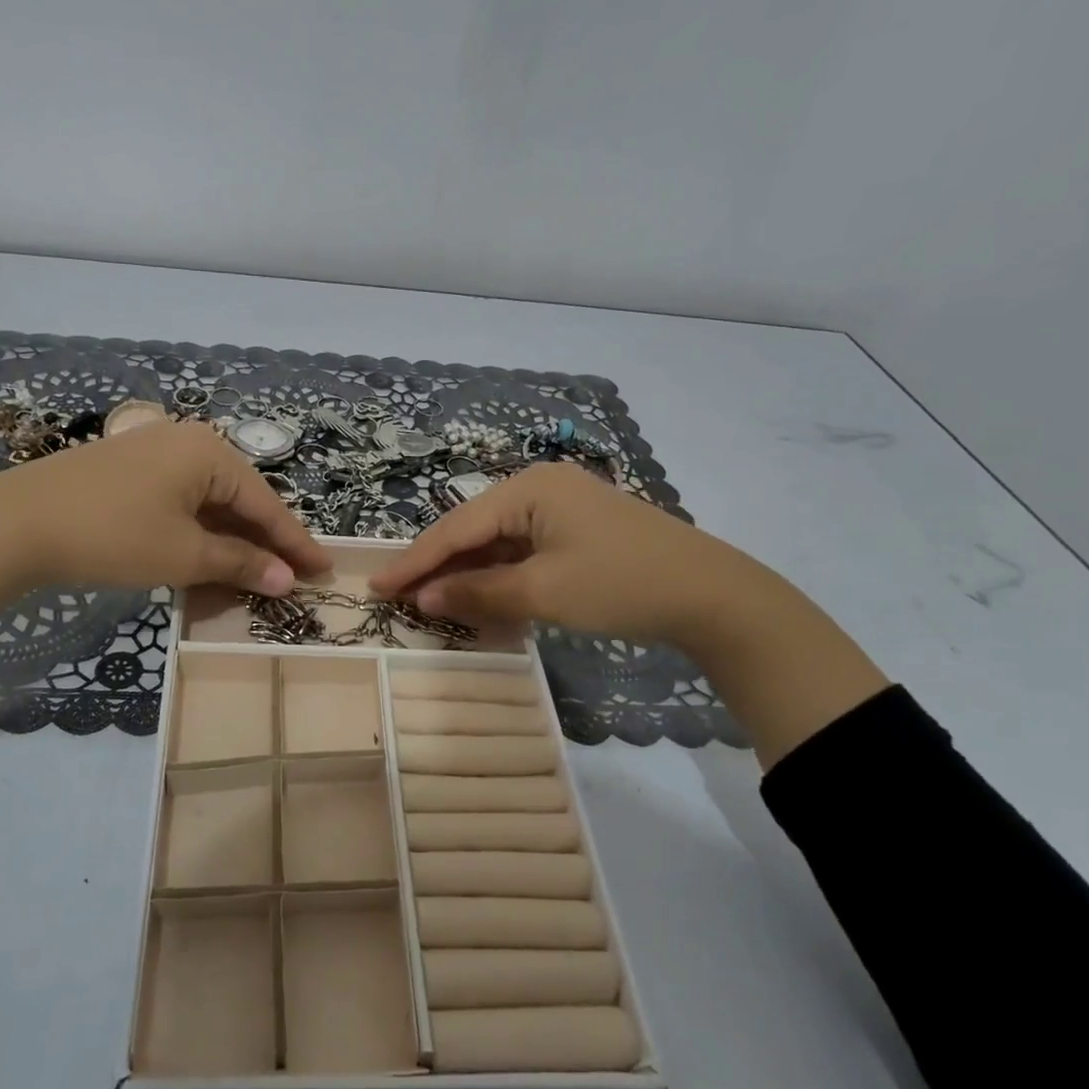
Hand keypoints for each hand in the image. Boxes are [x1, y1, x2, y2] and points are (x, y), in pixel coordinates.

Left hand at [0, 420, 330, 594]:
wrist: (15, 523)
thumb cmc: (112, 535)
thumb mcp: (183, 555)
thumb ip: (240, 564)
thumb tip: (287, 579)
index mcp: (209, 452)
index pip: (266, 504)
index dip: (296, 542)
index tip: (326, 569)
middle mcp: (187, 441)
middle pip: (240, 498)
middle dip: (265, 541)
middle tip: (293, 575)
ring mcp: (154, 452)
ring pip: (209, 501)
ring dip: (231, 539)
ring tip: (256, 573)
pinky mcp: (129, 468)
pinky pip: (181, 500)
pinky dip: (198, 530)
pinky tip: (207, 555)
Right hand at [368, 463, 729, 642]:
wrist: (712, 596)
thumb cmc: (620, 585)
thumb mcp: (543, 592)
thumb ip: (477, 593)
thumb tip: (422, 598)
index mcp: (528, 488)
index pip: (456, 528)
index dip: (414, 561)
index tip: (376, 586)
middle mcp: (539, 488)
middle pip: (473, 531)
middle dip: (437, 566)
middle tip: (397, 595)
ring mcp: (560, 508)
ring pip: (497, 543)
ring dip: (467, 574)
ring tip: (429, 600)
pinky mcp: (576, 531)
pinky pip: (522, 551)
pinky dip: (499, 576)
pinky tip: (479, 597)